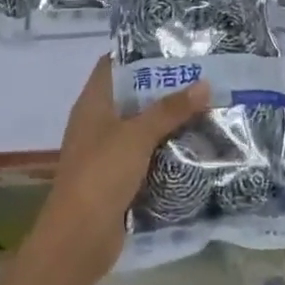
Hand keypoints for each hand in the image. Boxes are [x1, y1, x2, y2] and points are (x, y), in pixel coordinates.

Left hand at [33, 56, 208, 277]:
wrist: (79, 237)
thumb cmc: (102, 174)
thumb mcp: (138, 136)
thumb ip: (170, 109)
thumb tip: (204, 84)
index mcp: (92, 104)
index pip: (112, 65)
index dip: (138, 53)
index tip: (174, 47)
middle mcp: (96, 123)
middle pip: (131, 96)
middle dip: (163, 88)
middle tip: (201, 76)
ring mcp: (105, 152)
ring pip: (140, 127)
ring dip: (167, 121)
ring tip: (205, 106)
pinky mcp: (116, 178)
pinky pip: (144, 155)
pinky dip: (164, 149)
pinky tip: (193, 145)